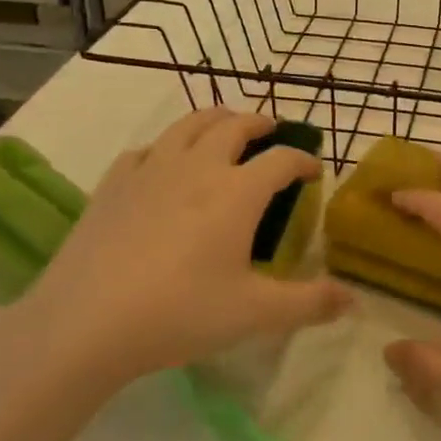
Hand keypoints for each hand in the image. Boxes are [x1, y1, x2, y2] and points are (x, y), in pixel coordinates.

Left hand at [5, 109, 350, 392]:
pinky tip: (164, 162)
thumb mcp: (253, 313)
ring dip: (215, 119)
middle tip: (272, 131)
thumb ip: (309, 303)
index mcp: (238, 191)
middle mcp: (198, 167)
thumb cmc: (179, 313)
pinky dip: (167, 146)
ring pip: (189, 125)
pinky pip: (147, 149)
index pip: (281, 159)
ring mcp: (152, 170)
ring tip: (225, 126)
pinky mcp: (114, 183)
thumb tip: (354, 300)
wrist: (85, 322)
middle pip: (235, 126)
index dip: (304, 160)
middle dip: (260, 123)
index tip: (315, 169)